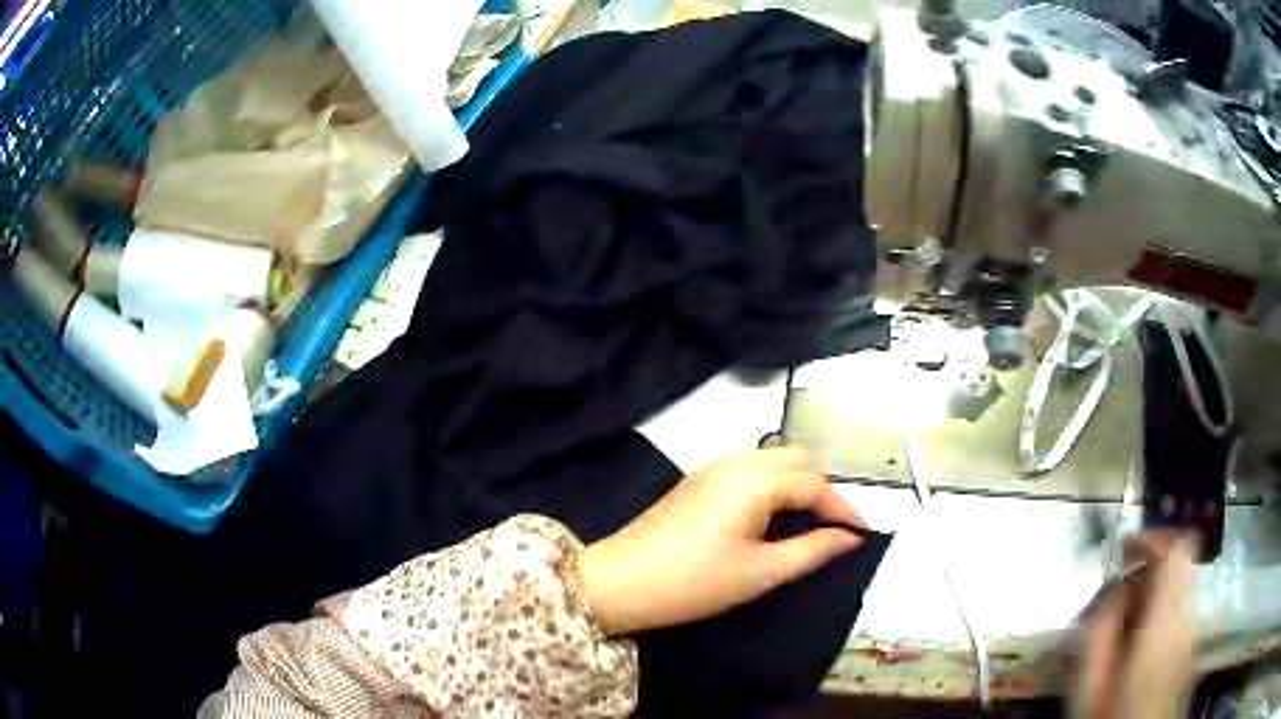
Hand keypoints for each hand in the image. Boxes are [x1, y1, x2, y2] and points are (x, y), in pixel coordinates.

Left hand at [576, 446, 865, 635]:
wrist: (619, 582)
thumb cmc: (694, 582)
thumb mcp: (760, 573)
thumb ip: (812, 550)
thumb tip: (849, 537)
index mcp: (754, 480)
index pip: (814, 483)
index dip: (843, 507)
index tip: (861, 533)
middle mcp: (735, 462)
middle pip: (796, 459)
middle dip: (821, 488)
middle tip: (833, 527)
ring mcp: (712, 468)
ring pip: (772, 460)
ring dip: (797, 484)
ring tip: (807, 524)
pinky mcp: (697, 481)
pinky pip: (749, 470)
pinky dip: (772, 485)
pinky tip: (771, 517)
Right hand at [1075, 532, 1196, 718]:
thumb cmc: (1110, 714)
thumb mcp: (1093, 678)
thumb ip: (1103, 626)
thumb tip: (1114, 590)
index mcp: (1164, 620)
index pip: (1176, 550)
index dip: (1154, 538)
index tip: (1127, 547)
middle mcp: (1187, 616)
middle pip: (1181, 564)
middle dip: (1151, 567)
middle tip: (1122, 589)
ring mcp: (1192, 630)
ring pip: (1181, 586)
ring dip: (1157, 590)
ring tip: (1128, 620)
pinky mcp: (1190, 644)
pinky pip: (1181, 609)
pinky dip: (1163, 609)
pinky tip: (1141, 641)